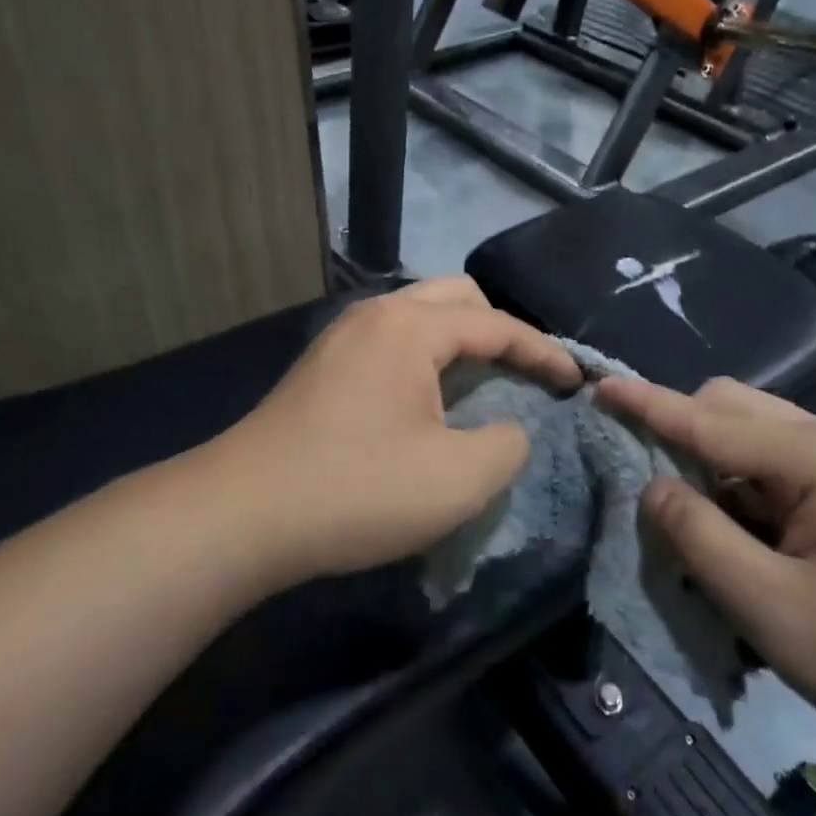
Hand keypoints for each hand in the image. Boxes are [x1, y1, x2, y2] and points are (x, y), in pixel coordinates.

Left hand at [215, 278, 580, 580]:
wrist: (240, 516)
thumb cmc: (356, 490)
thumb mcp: (457, 479)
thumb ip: (507, 445)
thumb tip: (508, 429)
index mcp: (410, 327)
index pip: (496, 324)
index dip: (543, 351)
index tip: (575, 381)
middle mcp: (374, 315)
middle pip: (456, 299)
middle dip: (501, 330)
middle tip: (526, 373)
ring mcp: (341, 338)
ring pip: (419, 317)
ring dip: (460, 342)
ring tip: (483, 383)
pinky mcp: (321, 368)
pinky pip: (391, 342)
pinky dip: (425, 357)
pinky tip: (427, 400)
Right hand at [597, 376, 815, 779]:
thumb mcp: (776, 611)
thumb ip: (701, 539)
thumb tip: (653, 486)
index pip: (711, 418)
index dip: (648, 403)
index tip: (598, 384)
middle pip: (737, 411)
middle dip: (684, 437)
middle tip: (654, 494)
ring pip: (760, 440)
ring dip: (717, 471)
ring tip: (700, 530)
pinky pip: (785, 471)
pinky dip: (749, 493)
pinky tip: (748, 543)